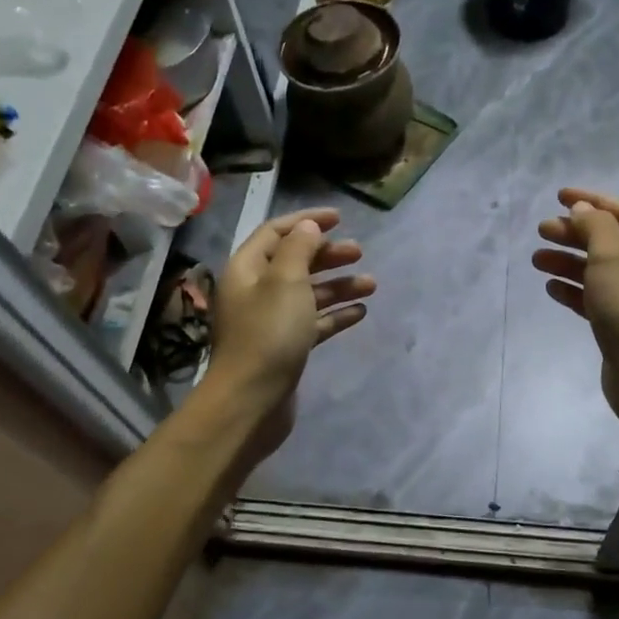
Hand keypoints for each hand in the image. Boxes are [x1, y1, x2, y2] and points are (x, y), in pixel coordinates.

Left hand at [203, 208, 373, 461]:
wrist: (251, 401)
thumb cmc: (268, 334)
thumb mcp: (286, 282)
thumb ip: (299, 249)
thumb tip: (308, 227)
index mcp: (247, 269)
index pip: (276, 232)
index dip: (306, 221)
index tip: (339, 217)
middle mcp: (255, 291)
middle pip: (294, 262)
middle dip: (327, 254)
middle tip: (359, 252)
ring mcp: (270, 321)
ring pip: (308, 293)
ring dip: (338, 285)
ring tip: (371, 284)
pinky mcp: (285, 347)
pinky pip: (313, 322)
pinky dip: (335, 314)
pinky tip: (360, 312)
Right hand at [533, 188, 618, 434]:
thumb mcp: (612, 256)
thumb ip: (595, 226)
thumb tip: (582, 210)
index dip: (591, 201)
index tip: (558, 196)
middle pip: (608, 240)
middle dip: (574, 232)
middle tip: (541, 230)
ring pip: (598, 270)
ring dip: (568, 261)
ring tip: (537, 259)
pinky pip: (595, 298)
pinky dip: (574, 289)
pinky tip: (551, 287)